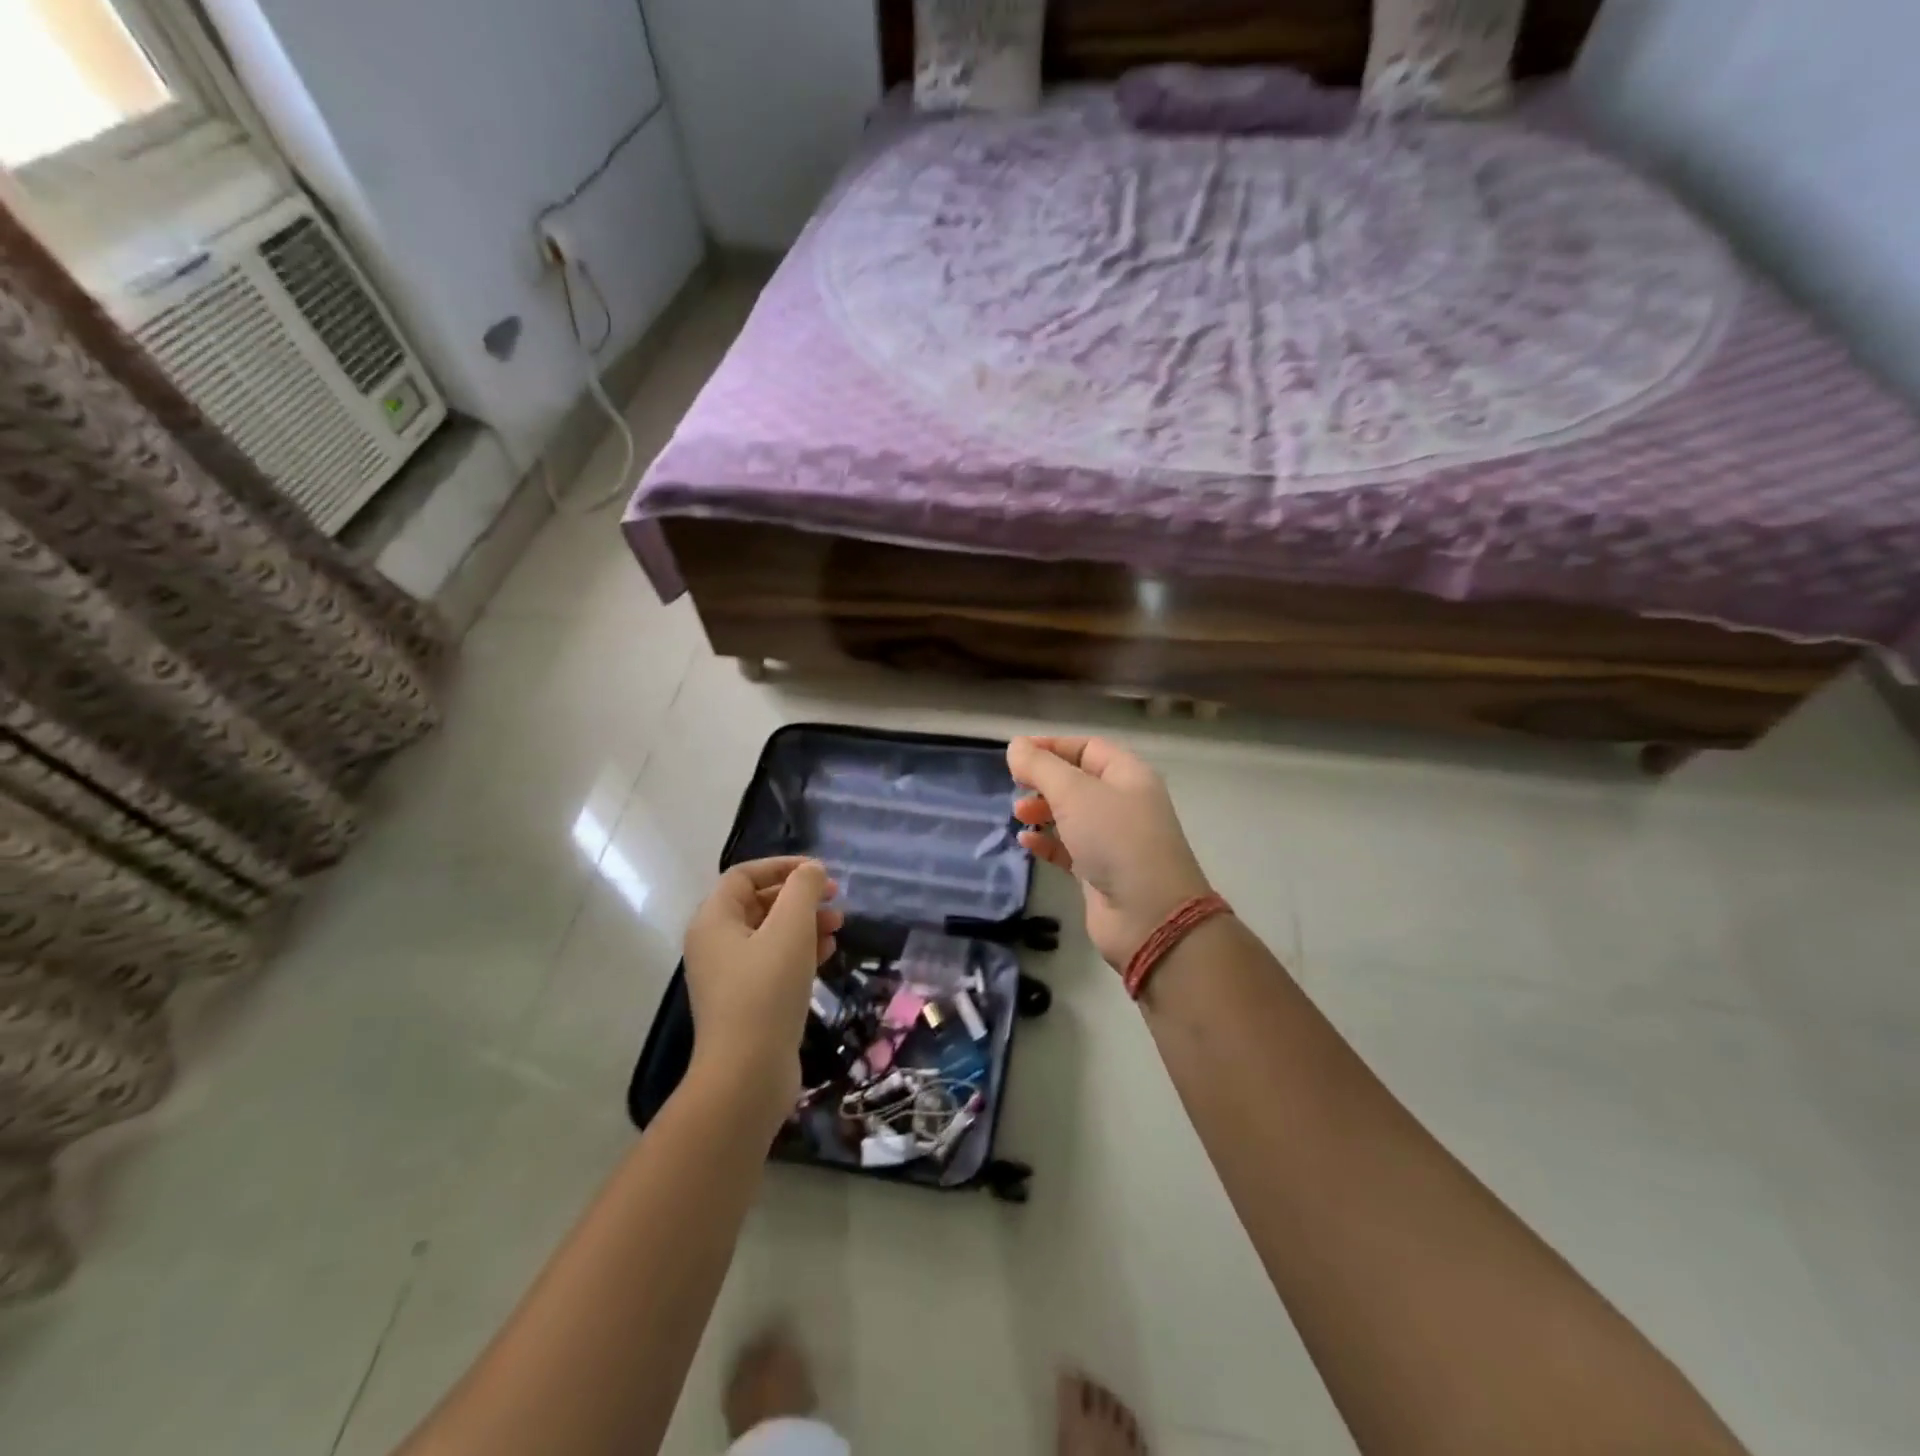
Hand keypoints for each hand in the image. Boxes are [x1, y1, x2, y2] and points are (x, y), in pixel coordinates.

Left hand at [683, 857, 842, 1109]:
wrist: (747, 1075)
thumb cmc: (766, 992)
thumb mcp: (790, 929)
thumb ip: (803, 890)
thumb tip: (812, 871)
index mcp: (714, 921)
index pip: (745, 875)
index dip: (782, 866)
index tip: (819, 872)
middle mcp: (715, 943)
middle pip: (759, 903)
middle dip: (799, 897)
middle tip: (835, 899)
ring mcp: (730, 975)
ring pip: (770, 934)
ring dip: (805, 923)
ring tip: (839, 927)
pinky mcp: (747, 1001)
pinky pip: (774, 962)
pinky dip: (800, 951)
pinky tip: (828, 954)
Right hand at [1009, 736, 1211, 971]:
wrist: (1148, 915)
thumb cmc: (1115, 840)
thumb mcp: (1074, 793)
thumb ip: (1041, 767)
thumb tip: (1016, 745)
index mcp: (1128, 775)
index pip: (1087, 748)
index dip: (1052, 746)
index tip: (1017, 754)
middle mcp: (1123, 803)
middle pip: (1078, 781)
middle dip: (1045, 781)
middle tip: (1016, 786)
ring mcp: (1113, 839)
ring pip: (1072, 815)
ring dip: (1043, 811)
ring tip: (1019, 814)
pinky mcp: (1100, 871)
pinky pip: (1068, 849)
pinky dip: (1047, 843)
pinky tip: (1026, 842)